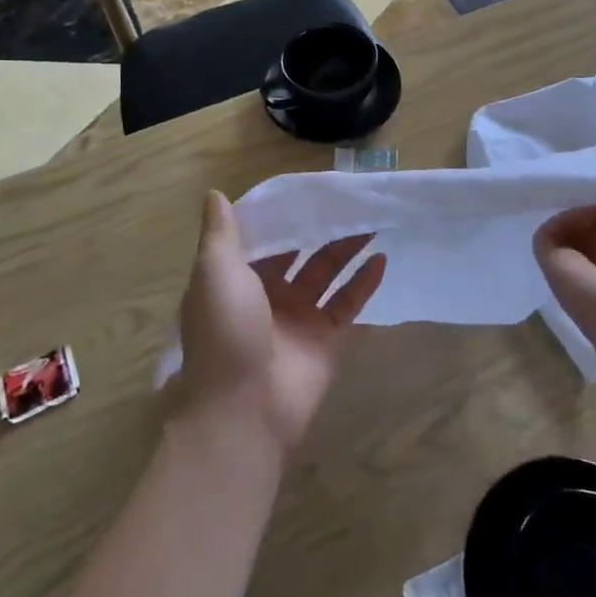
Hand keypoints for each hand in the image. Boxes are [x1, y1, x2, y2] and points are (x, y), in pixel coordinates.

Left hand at [178, 190, 387, 455]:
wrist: (245, 408)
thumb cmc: (226, 330)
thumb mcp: (214, 272)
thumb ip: (220, 233)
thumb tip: (215, 194)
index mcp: (236, 278)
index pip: (262, 238)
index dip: (282, 214)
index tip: (305, 188)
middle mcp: (267, 294)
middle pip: (299, 252)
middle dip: (319, 229)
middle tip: (347, 199)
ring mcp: (299, 317)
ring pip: (327, 273)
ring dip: (347, 248)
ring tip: (372, 219)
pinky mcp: (326, 337)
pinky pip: (348, 303)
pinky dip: (364, 282)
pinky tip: (381, 259)